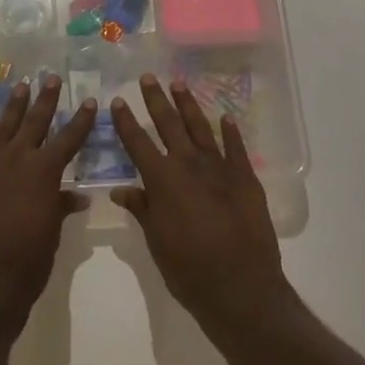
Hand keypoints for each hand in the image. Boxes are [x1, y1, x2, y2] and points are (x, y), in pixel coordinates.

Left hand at [0, 75, 97, 337]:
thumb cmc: (27, 263)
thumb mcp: (53, 236)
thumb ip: (61, 209)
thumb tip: (76, 197)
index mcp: (44, 173)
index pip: (68, 139)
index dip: (81, 120)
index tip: (90, 100)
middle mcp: (17, 161)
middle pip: (34, 124)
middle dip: (45, 100)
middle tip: (51, 78)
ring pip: (3, 129)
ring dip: (12, 108)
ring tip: (20, 87)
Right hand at [112, 74, 291, 333]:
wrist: (241, 287)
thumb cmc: (189, 270)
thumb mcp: (156, 242)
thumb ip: (142, 210)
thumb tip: (122, 190)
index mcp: (162, 180)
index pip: (138, 142)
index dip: (126, 121)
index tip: (118, 100)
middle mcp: (189, 165)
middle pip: (168, 124)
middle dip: (156, 100)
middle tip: (148, 77)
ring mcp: (220, 168)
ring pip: (200, 128)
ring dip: (188, 105)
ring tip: (179, 83)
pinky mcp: (245, 178)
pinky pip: (236, 147)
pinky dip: (230, 131)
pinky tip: (226, 117)